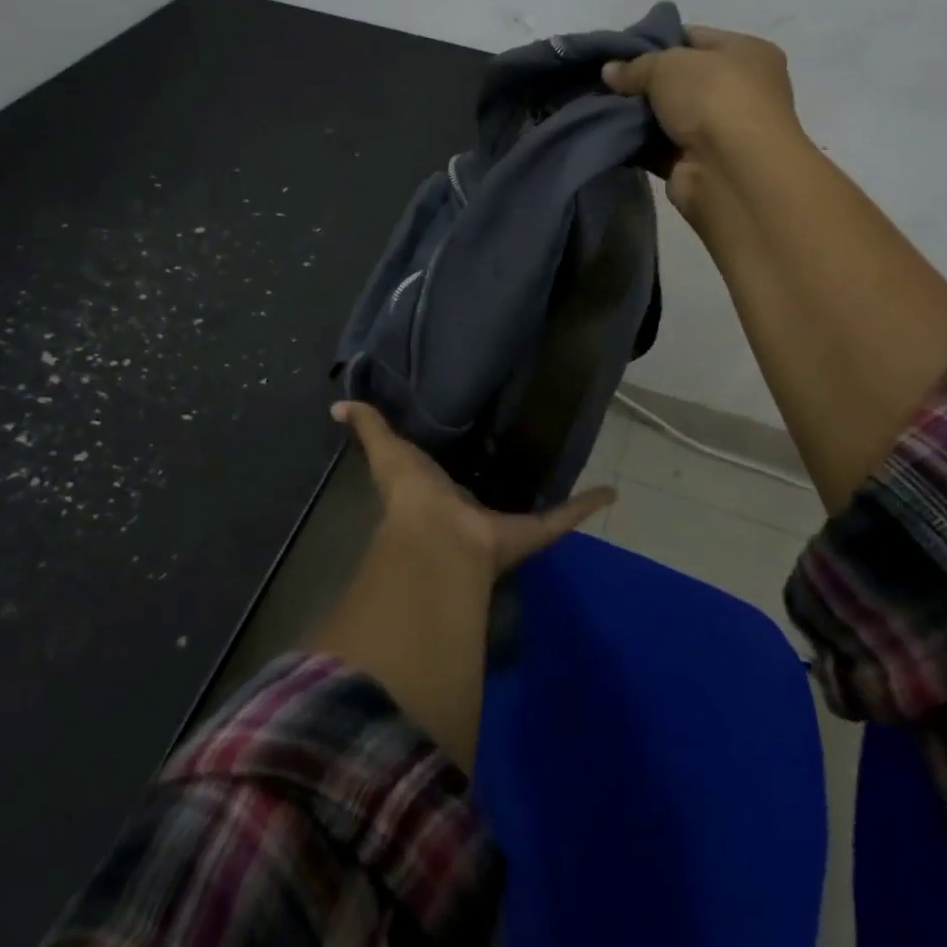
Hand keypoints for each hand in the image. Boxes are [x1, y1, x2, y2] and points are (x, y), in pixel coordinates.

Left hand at [331, 402, 613, 576]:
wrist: (439, 541)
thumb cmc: (412, 495)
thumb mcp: (386, 453)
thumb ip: (368, 429)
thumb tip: (336, 406)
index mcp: (437, 494)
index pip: (448, 475)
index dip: (455, 463)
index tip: (471, 443)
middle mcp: (471, 512)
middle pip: (490, 494)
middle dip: (503, 480)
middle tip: (529, 451)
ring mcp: (503, 525)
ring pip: (531, 510)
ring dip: (548, 495)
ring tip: (572, 471)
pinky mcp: (531, 532)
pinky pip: (563, 518)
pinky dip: (586, 506)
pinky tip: (610, 491)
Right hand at [601, 26, 801, 212]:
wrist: (731, 171)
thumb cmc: (712, 99)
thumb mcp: (668, 64)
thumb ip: (635, 66)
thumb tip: (609, 71)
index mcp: (747, 53)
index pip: (694, 39)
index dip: (655, 41)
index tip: (618, 52)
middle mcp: (739, 91)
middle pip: (680, 80)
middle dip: (643, 82)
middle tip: (604, 82)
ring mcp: (720, 132)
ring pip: (668, 117)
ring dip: (637, 116)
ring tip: (599, 108)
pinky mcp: (697, 165)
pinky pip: (660, 149)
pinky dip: (637, 145)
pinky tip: (609, 136)